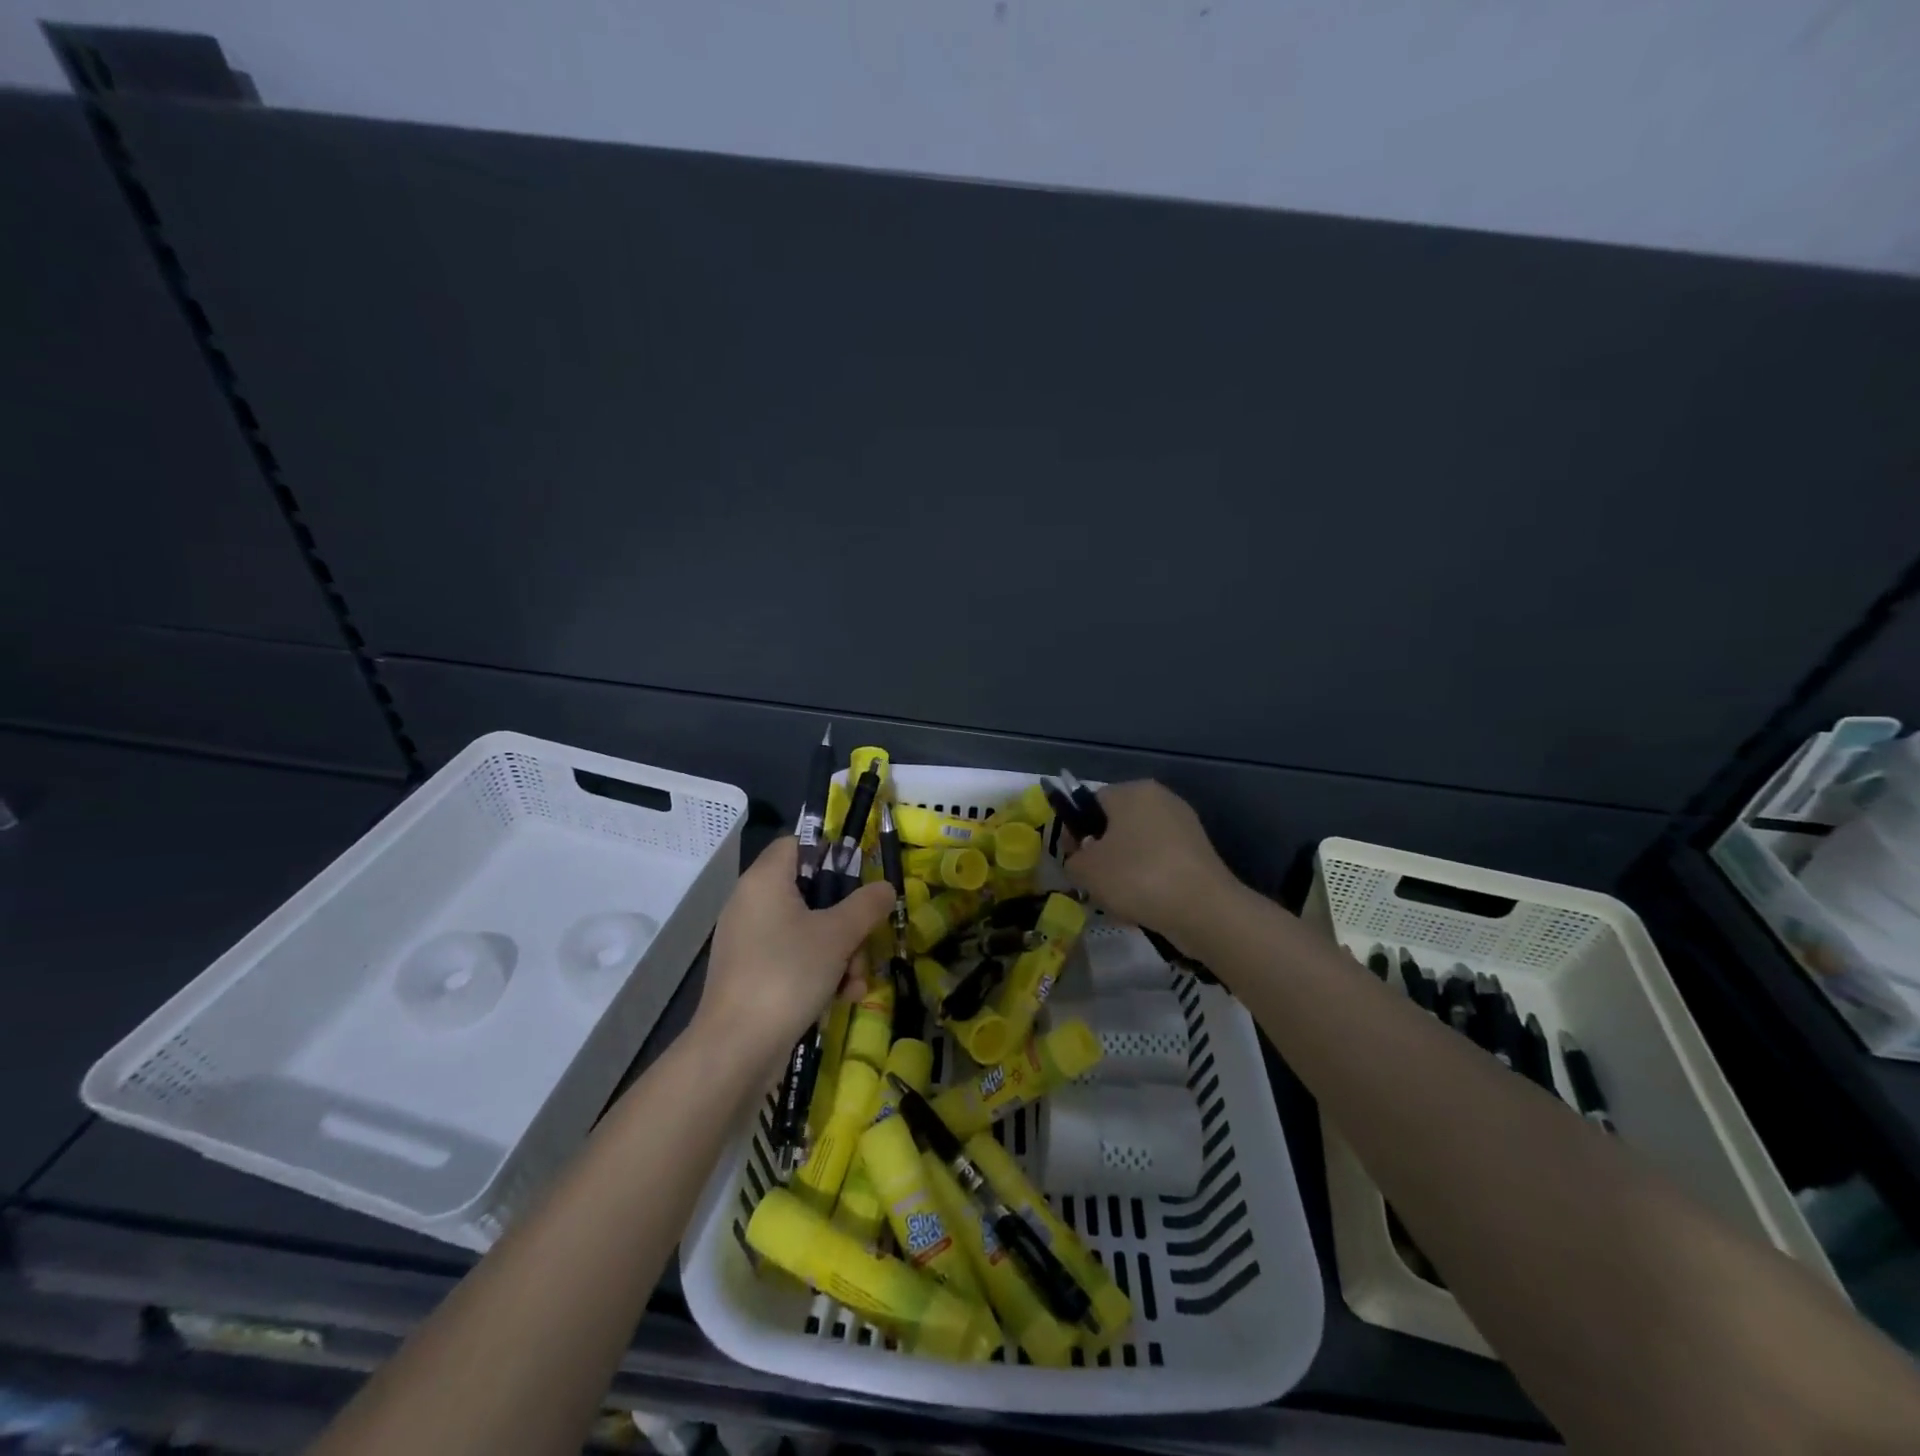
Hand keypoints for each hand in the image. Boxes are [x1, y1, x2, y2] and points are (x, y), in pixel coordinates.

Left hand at [693, 837, 894, 1067]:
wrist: (736, 1049)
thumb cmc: (787, 974)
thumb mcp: (838, 935)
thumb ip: (866, 905)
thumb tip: (885, 887)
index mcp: (765, 880)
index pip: (797, 844)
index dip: (831, 854)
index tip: (859, 879)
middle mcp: (752, 903)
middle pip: (811, 893)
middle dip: (846, 921)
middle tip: (864, 942)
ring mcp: (749, 941)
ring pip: (807, 930)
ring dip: (840, 953)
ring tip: (855, 983)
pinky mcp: (751, 974)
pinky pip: (793, 958)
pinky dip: (819, 972)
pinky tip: (841, 998)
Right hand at [1063, 781, 1237, 951]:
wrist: (1203, 910)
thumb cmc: (1138, 877)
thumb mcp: (1087, 870)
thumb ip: (1072, 860)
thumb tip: (1080, 860)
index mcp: (1132, 791)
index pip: (1091, 802)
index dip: (1075, 830)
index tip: (1071, 859)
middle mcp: (1160, 799)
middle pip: (1116, 825)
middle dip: (1101, 854)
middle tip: (1092, 883)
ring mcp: (1184, 826)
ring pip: (1138, 847)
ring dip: (1123, 871)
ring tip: (1118, 902)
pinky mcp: (1198, 853)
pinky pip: (1160, 863)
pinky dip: (1148, 881)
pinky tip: (1143, 906)